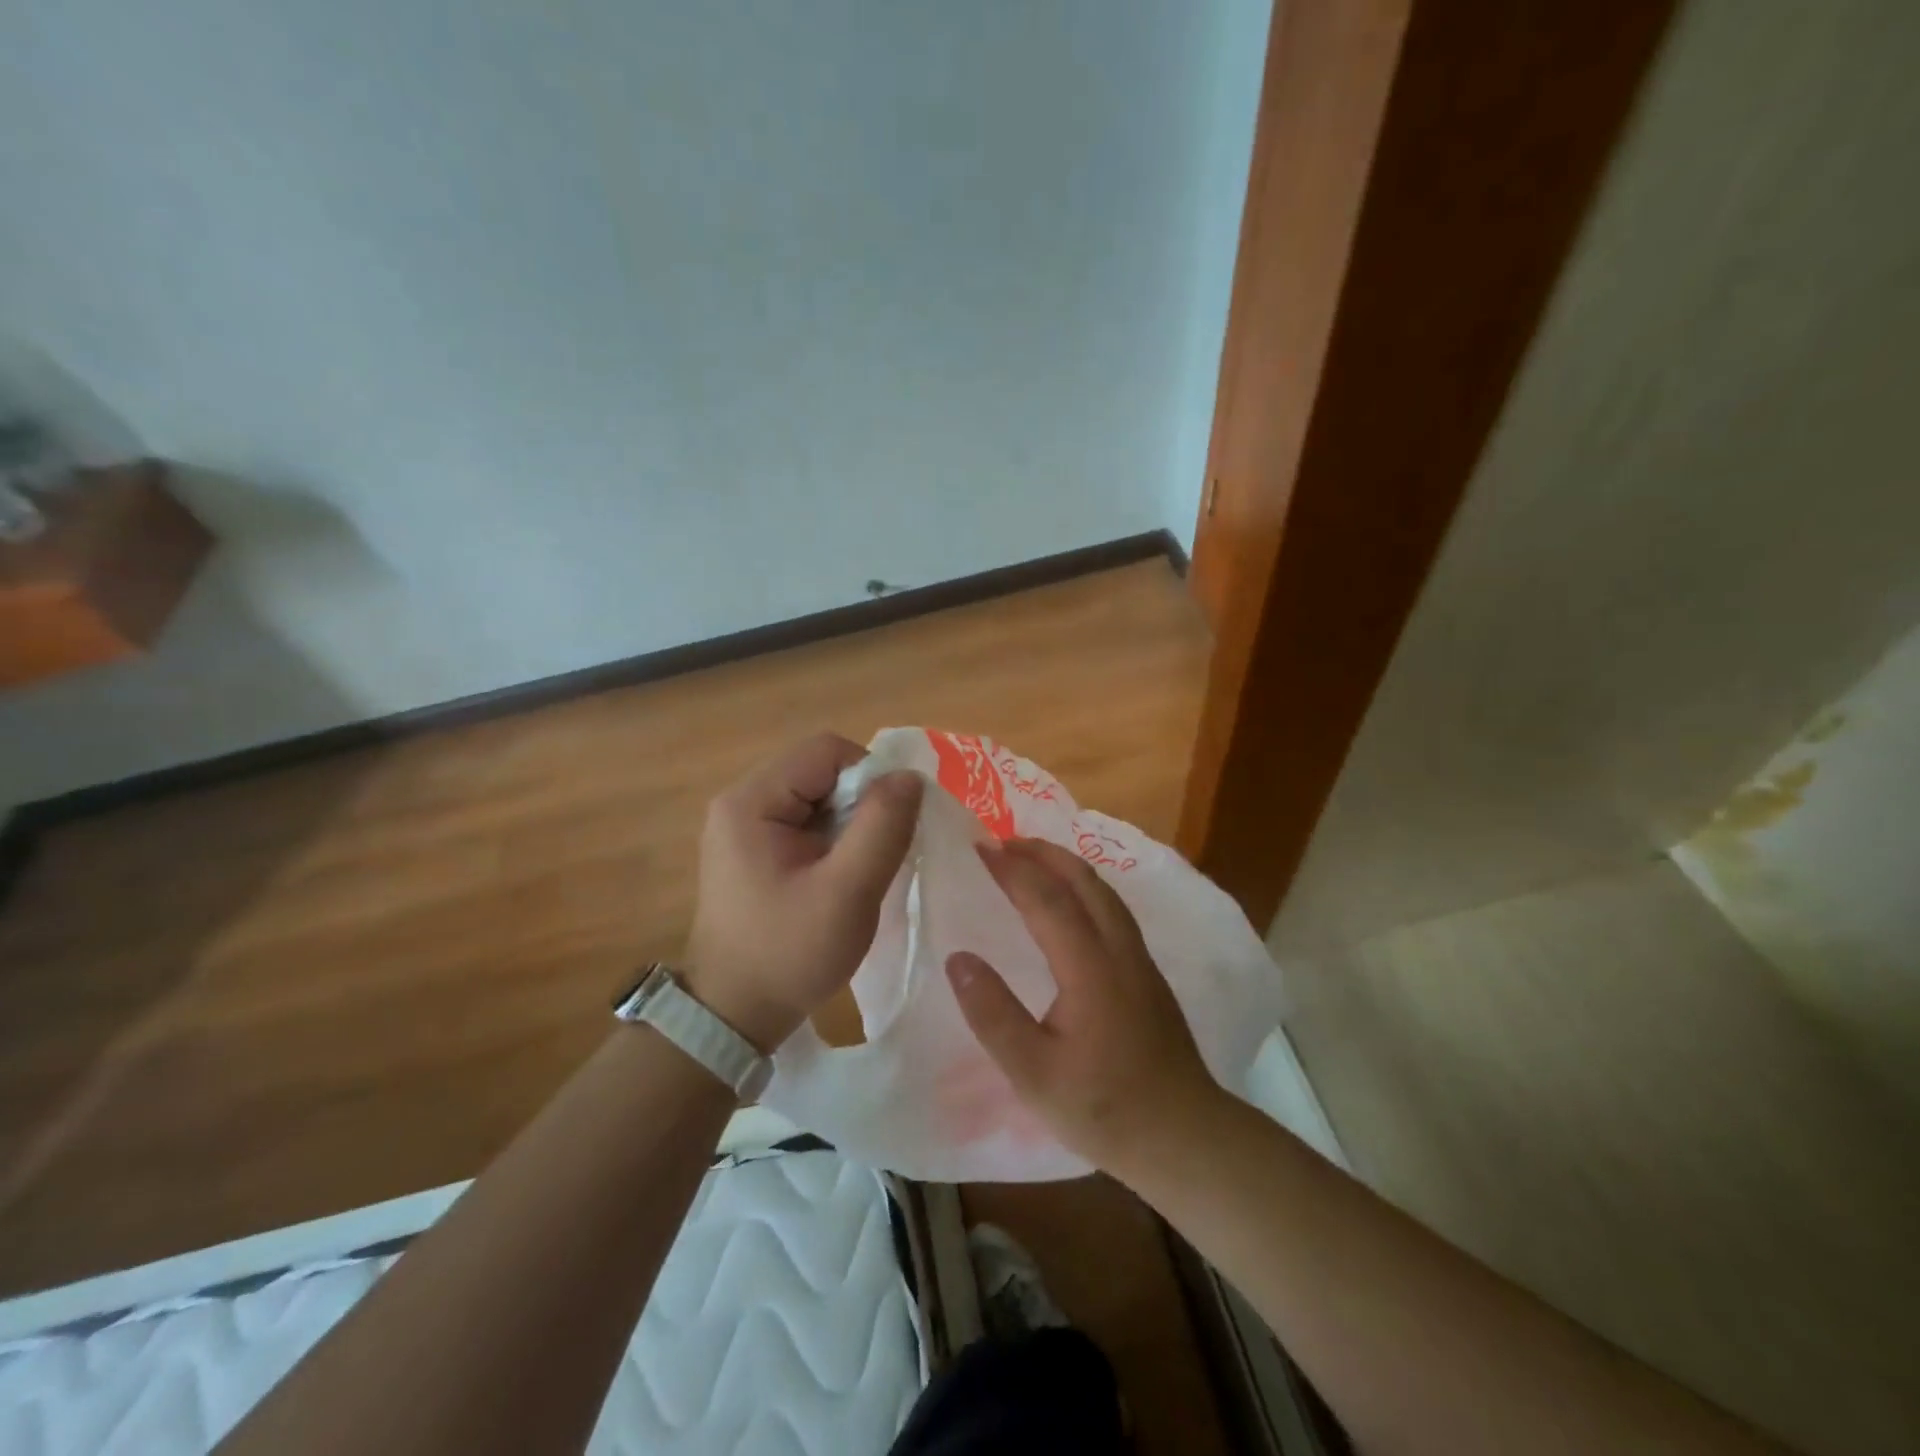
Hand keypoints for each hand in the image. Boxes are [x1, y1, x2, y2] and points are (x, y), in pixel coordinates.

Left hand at [685, 733, 921, 1051]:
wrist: (733, 1016)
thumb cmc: (789, 953)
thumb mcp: (847, 891)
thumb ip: (883, 826)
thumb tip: (910, 777)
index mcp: (752, 800)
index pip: (827, 751)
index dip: (870, 777)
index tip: (889, 826)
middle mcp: (742, 801)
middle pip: (821, 771)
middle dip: (861, 804)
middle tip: (876, 855)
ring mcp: (745, 826)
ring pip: (818, 797)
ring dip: (851, 825)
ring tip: (860, 871)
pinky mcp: (753, 850)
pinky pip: (806, 823)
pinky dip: (834, 841)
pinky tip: (841, 878)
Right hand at [945, 838, 1219, 1172]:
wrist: (1185, 1136)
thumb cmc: (1104, 1109)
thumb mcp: (1033, 1074)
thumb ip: (993, 1014)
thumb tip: (958, 958)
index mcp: (1090, 969)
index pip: (1047, 900)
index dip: (1012, 869)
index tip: (980, 847)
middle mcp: (1119, 950)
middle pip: (1084, 881)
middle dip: (1043, 853)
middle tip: (1002, 841)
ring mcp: (1140, 960)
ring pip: (1104, 892)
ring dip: (1066, 866)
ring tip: (1032, 858)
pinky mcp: (1148, 973)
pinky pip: (1113, 908)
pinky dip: (1084, 886)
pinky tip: (1071, 901)